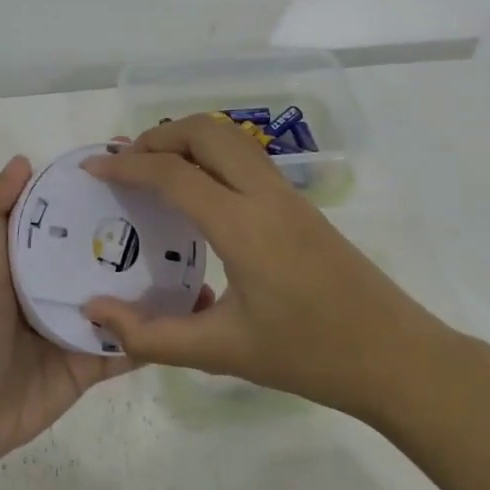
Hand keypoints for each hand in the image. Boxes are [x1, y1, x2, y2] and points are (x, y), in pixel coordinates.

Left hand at [0, 156, 202, 489]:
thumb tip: (23, 160)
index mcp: (30, 260)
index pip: (70, 219)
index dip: (97, 195)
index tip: (140, 170)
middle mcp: (56, 287)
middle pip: (105, 258)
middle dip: (141, 239)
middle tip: (189, 218)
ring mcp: (76, 327)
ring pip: (125, 302)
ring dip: (159, 288)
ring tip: (202, 266)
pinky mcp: (89, 366)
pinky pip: (129, 347)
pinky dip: (156, 335)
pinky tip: (194, 317)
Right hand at [81, 116, 489, 489]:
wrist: (397, 357)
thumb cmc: (309, 356)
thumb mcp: (221, 352)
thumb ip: (150, 335)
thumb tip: (94, 312)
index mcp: (242, 225)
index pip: (173, 173)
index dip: (126, 165)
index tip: (92, 168)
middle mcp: (266, 195)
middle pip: (206, 132)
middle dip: (158, 136)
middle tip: (124, 163)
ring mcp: (289, 196)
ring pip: (231, 139)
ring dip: (188, 140)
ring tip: (154, 169)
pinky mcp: (302, 206)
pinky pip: (247, 160)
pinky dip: (212, 156)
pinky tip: (198, 194)